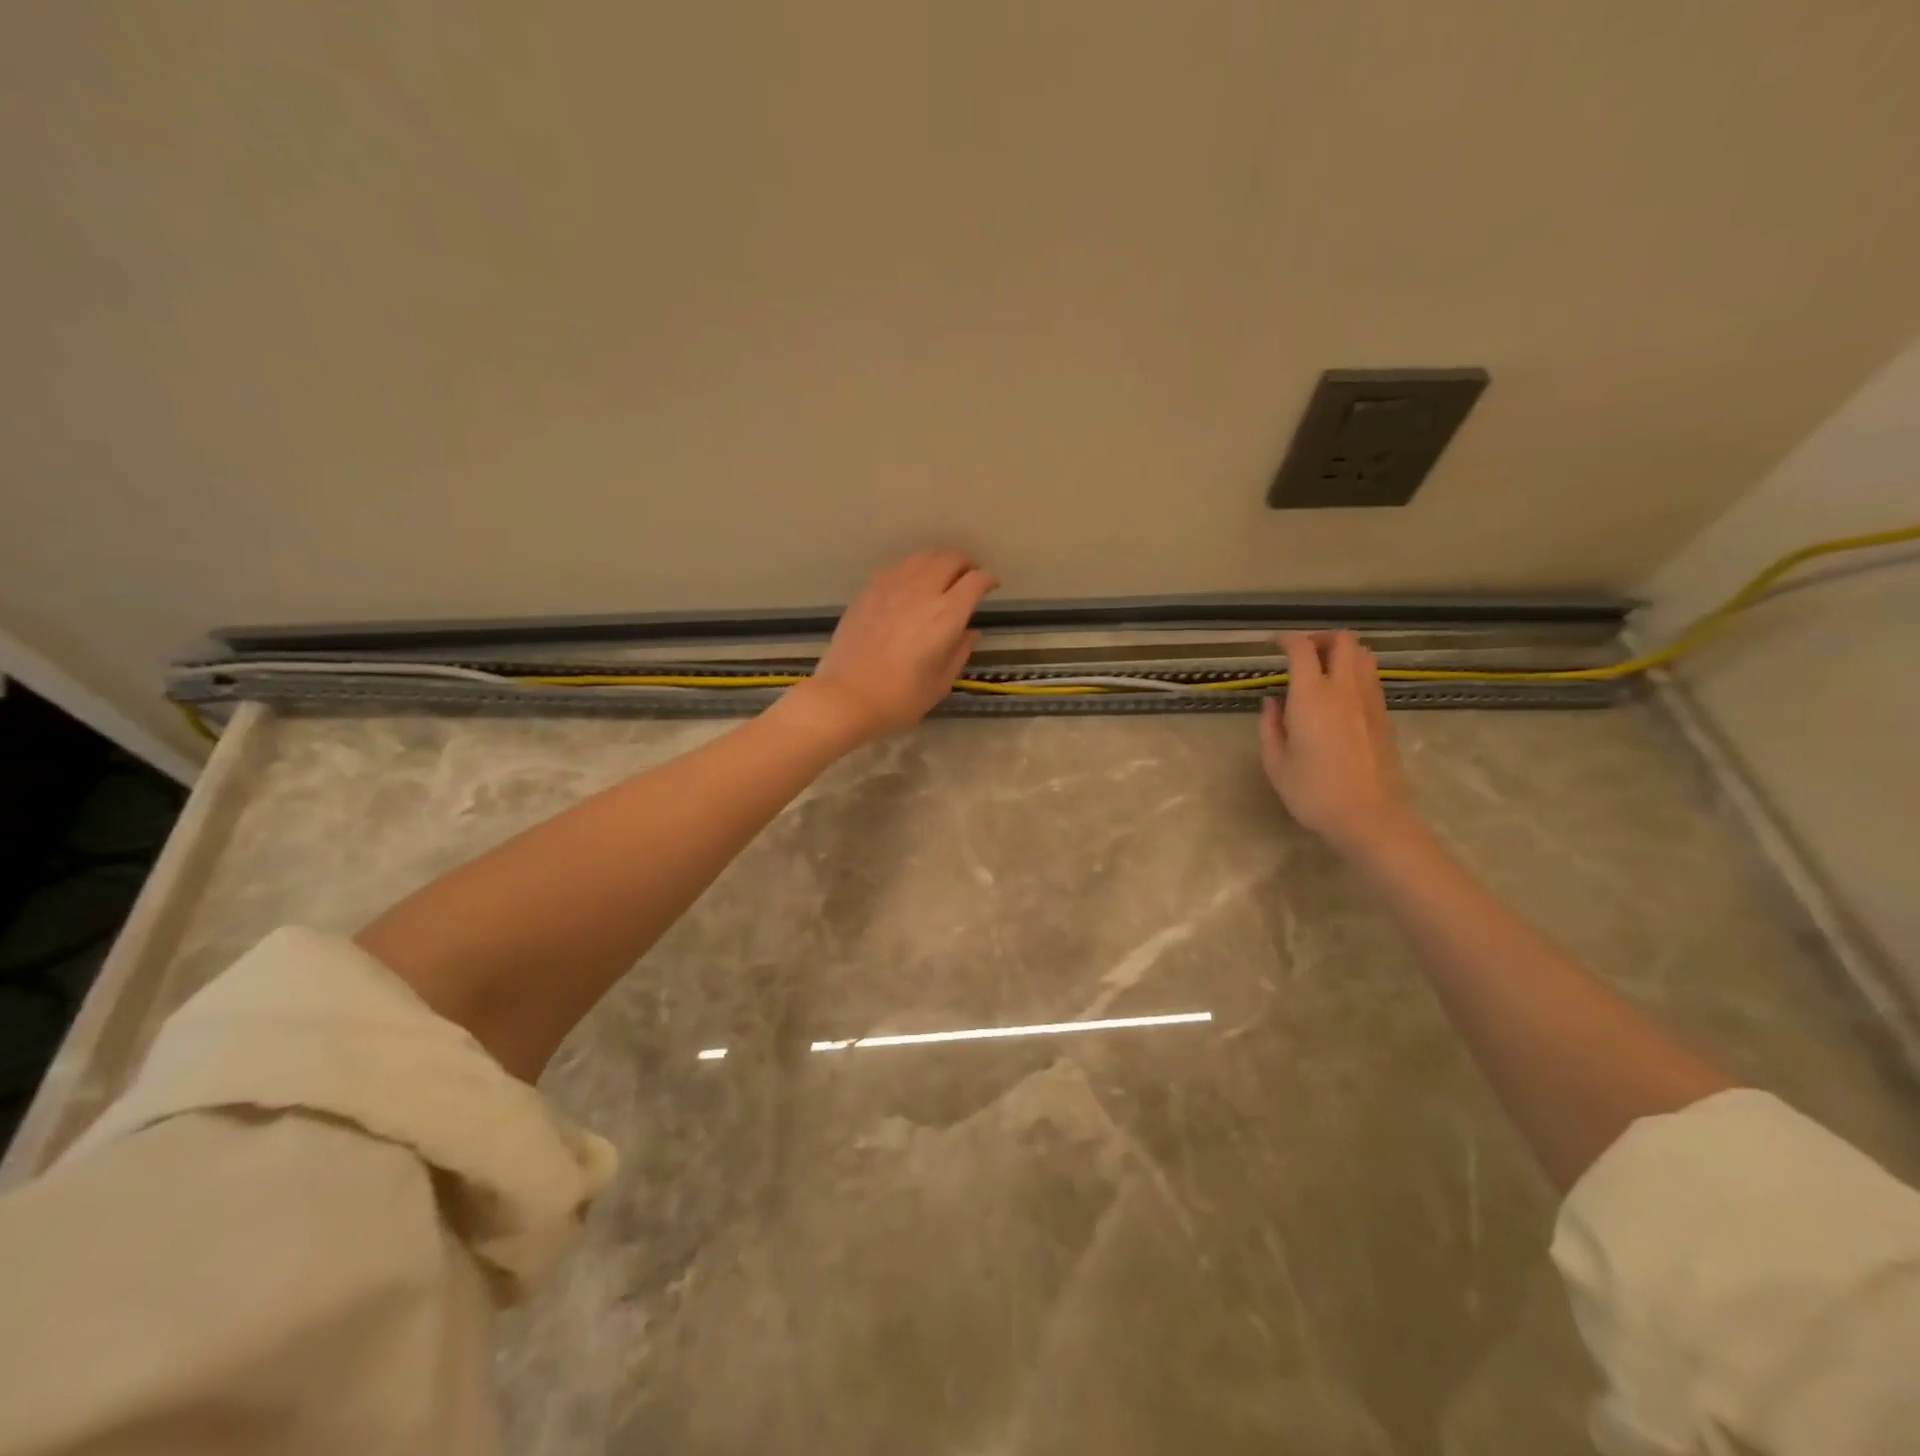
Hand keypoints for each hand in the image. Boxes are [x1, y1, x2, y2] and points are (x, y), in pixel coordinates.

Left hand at [783, 550, 997, 745]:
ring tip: (941, 576)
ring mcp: (891, 587)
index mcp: (946, 615)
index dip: (988, 580)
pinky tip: (910, 584)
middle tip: (969, 578)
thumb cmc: (900, 698)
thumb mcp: (941, 683)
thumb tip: (970, 632)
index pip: (975, 581)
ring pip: (922, 558)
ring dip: (939, 562)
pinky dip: (912, 569)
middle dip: (966, 565)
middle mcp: (921, 591)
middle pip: (950, 560)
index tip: (992, 586)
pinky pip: (897, 568)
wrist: (847, 697)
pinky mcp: (868, 591)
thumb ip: (960, 652)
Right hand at [1259, 631, 1418, 852]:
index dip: (1285, 639)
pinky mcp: (1384, 716)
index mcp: (1312, 696)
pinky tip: (1339, 696)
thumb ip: (1269, 726)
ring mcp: (1370, 701)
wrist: (1371, 817)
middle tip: (1302, 653)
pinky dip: (1355, 673)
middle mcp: (1344, 689)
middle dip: (1321, 638)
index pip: (1302, 649)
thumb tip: (1271, 701)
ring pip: (1364, 655)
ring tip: (1323, 670)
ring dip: (1342, 653)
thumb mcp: (1276, 763)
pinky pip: (1371, 678)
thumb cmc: (1314, 792)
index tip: (1272, 644)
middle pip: (1343, 641)